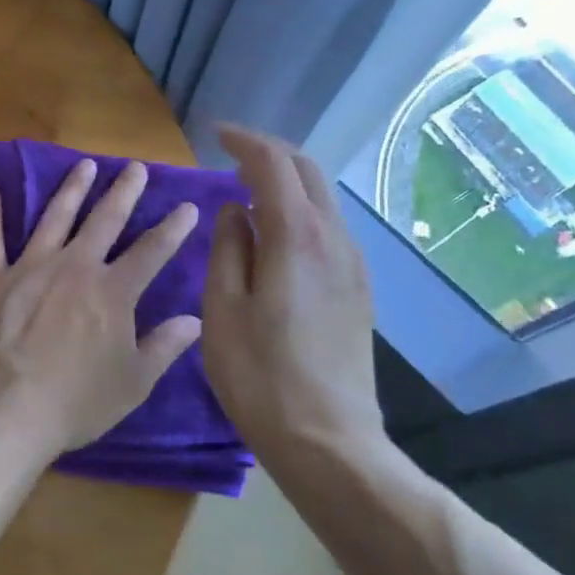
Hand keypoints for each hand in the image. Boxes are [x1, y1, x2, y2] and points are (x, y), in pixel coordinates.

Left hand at [0, 158, 203, 458]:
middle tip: (136, 167)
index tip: (187, 206)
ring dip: (71, 189)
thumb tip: (194, 319)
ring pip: (54, 216)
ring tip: (85, 165)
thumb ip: (163, 346)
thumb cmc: (75, 402)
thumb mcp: (133, 383)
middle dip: (124, 192)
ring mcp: (30, 266)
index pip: (152, 251)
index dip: (173, 228)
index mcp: (112, 292)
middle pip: (105, 220)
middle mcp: (74, 267)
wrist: (6, 408)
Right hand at [202, 125, 384, 466]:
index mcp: (296, 236)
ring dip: (288, 181)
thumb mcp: (223, 308)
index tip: (215, 134)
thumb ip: (228, 248)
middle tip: (232, 155)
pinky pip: (329, 228)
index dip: (244, 142)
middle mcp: (333, 238)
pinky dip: (301, 210)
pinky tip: (276, 234)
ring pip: (322, 199)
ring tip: (249, 191)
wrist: (329, 440)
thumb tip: (235, 210)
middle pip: (307, 171)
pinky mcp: (359, 289)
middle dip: (270, 153)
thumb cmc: (260, 375)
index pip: (273, 164)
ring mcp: (353, 264)